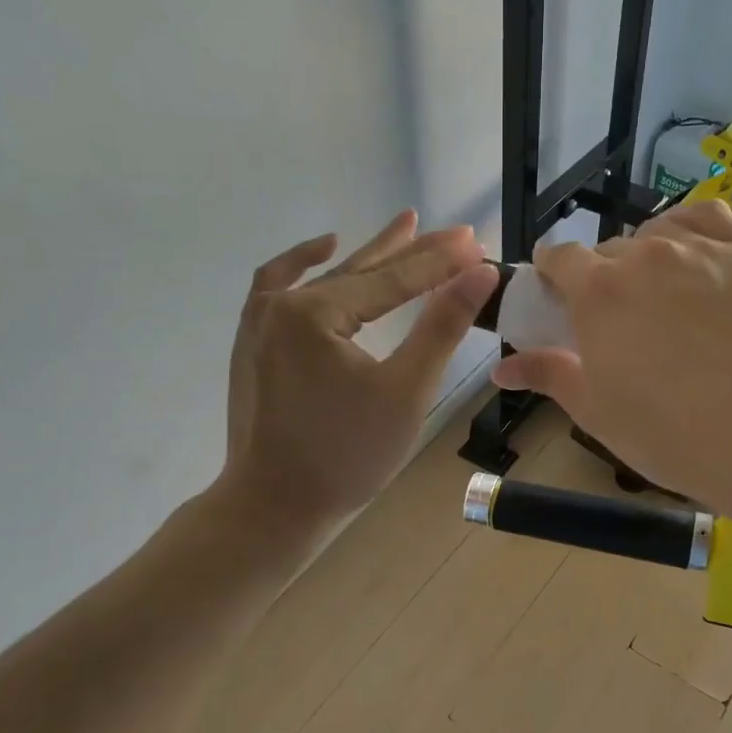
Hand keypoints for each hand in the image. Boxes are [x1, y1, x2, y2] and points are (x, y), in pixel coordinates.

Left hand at [219, 210, 494, 530]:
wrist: (273, 507)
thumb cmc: (347, 456)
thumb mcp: (406, 391)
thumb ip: (441, 326)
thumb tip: (478, 273)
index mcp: (315, 313)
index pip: (394, 280)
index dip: (440, 262)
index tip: (478, 243)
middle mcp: (282, 304)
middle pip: (362, 270)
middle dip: (413, 252)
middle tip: (457, 235)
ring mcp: (260, 321)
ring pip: (327, 278)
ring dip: (370, 255)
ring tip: (406, 225)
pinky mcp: (253, 342)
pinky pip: (279, 286)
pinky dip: (305, 264)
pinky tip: (326, 248)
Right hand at [491, 202, 731, 528]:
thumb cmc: (676, 434)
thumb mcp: (599, 413)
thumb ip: (548, 375)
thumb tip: (501, 367)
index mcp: (598, 291)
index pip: (558, 258)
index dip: (552, 277)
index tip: (558, 302)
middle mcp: (645, 255)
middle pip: (607, 251)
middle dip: (601, 280)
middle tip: (618, 323)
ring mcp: (702, 247)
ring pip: (655, 234)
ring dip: (645, 257)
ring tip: (662, 296)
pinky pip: (707, 216)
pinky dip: (689, 229)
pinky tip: (693, 255)